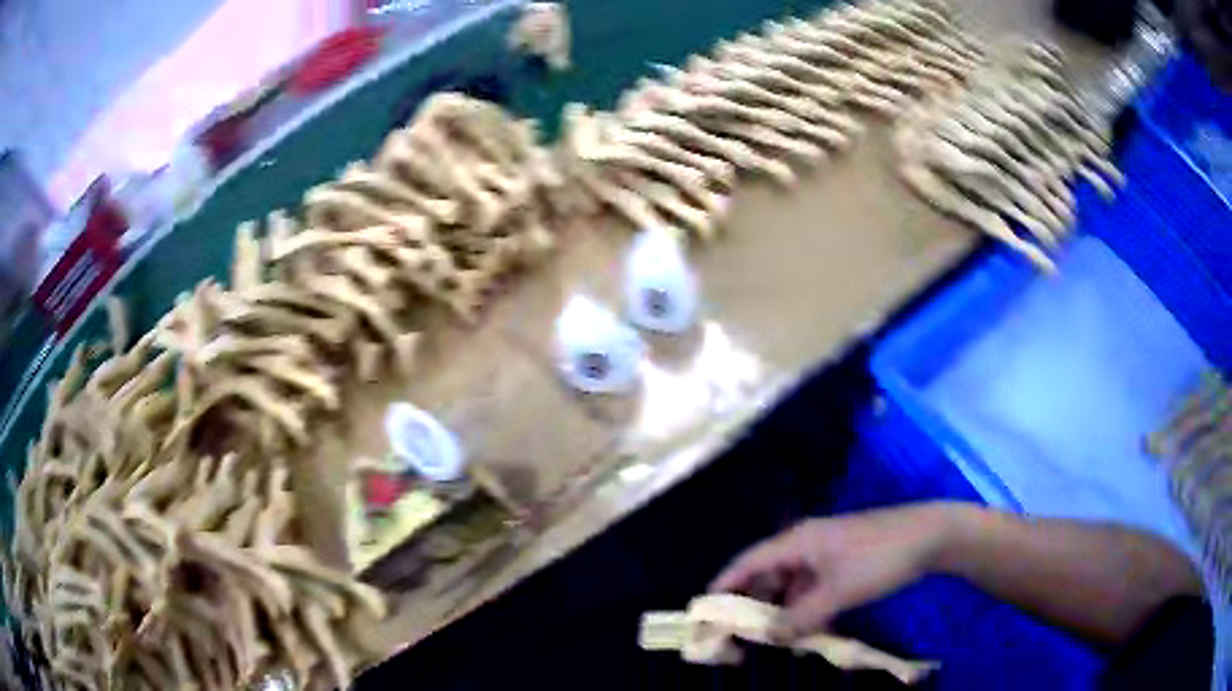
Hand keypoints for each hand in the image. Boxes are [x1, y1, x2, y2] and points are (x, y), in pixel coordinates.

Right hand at [708, 503, 959, 639]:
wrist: (929, 536)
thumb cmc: (878, 559)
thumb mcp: (838, 593)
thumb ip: (801, 618)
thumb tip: (770, 637)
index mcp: (797, 541)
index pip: (748, 562)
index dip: (725, 584)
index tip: (704, 610)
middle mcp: (806, 543)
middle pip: (768, 574)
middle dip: (753, 603)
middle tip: (741, 634)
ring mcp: (827, 551)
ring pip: (791, 583)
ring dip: (782, 609)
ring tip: (774, 637)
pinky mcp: (844, 560)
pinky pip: (812, 586)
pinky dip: (804, 606)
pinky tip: (807, 626)